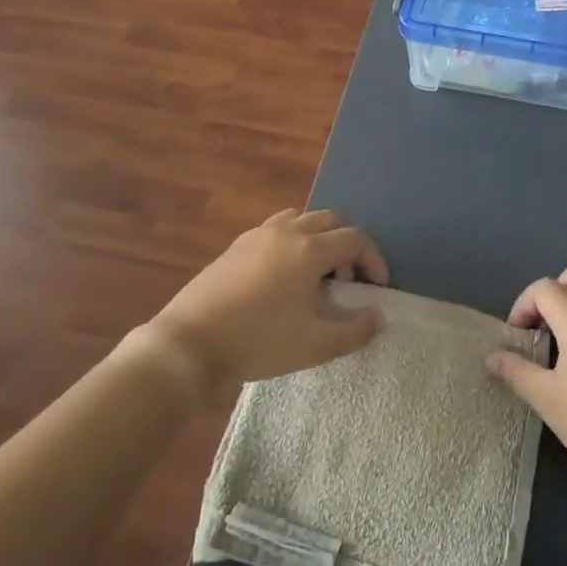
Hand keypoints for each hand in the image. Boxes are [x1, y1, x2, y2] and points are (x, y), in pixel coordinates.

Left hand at [138, 209, 387, 404]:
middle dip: (347, 246)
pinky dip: (291, 242)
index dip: (374, 260)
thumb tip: (376, 316)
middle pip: (331, 220)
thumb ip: (355, 330)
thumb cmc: (258, 342)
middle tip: (347, 281)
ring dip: (318, 239)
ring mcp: (257, 235)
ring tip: (315, 275)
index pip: (355, 239)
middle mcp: (287, 231)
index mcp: (310, 249)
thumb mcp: (315, 345)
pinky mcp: (235, 246)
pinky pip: (275, 230)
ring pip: (301, 219)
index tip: (378, 288)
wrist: (188, 345)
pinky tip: (282, 278)